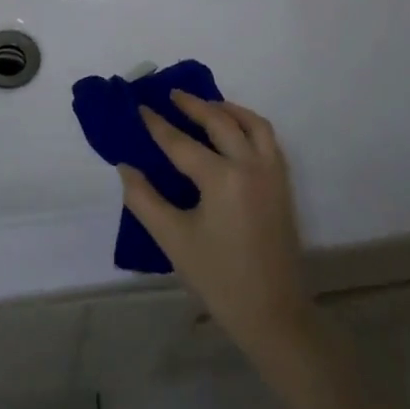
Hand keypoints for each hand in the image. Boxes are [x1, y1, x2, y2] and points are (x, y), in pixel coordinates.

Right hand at [119, 92, 315, 365]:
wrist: (272, 314)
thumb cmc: (218, 278)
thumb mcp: (172, 240)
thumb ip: (144, 199)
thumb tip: (126, 167)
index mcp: (222, 178)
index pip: (181, 142)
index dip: (158, 125)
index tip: (140, 107)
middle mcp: (251, 165)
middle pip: (221, 121)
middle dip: (194, 105)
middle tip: (172, 95)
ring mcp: (272, 173)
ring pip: (253, 123)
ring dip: (228, 109)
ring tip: (206, 105)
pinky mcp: (283, 184)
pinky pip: (267, 139)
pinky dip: (249, 124)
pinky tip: (233, 131)